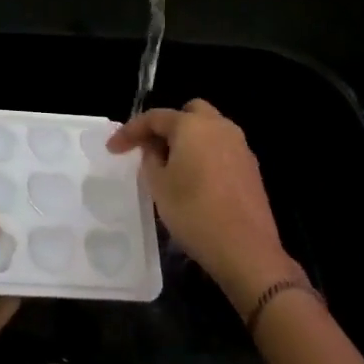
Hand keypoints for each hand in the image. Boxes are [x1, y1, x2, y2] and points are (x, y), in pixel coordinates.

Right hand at [108, 99, 300, 309]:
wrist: (246, 250)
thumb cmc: (194, 212)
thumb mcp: (159, 186)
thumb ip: (150, 159)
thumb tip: (154, 148)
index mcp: (192, 125)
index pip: (154, 117)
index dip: (130, 131)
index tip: (112, 149)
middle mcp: (219, 127)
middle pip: (188, 113)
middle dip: (167, 127)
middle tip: (152, 150)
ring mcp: (240, 146)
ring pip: (208, 130)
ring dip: (188, 140)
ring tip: (172, 167)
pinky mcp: (251, 168)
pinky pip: (221, 149)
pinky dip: (205, 155)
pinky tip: (197, 181)